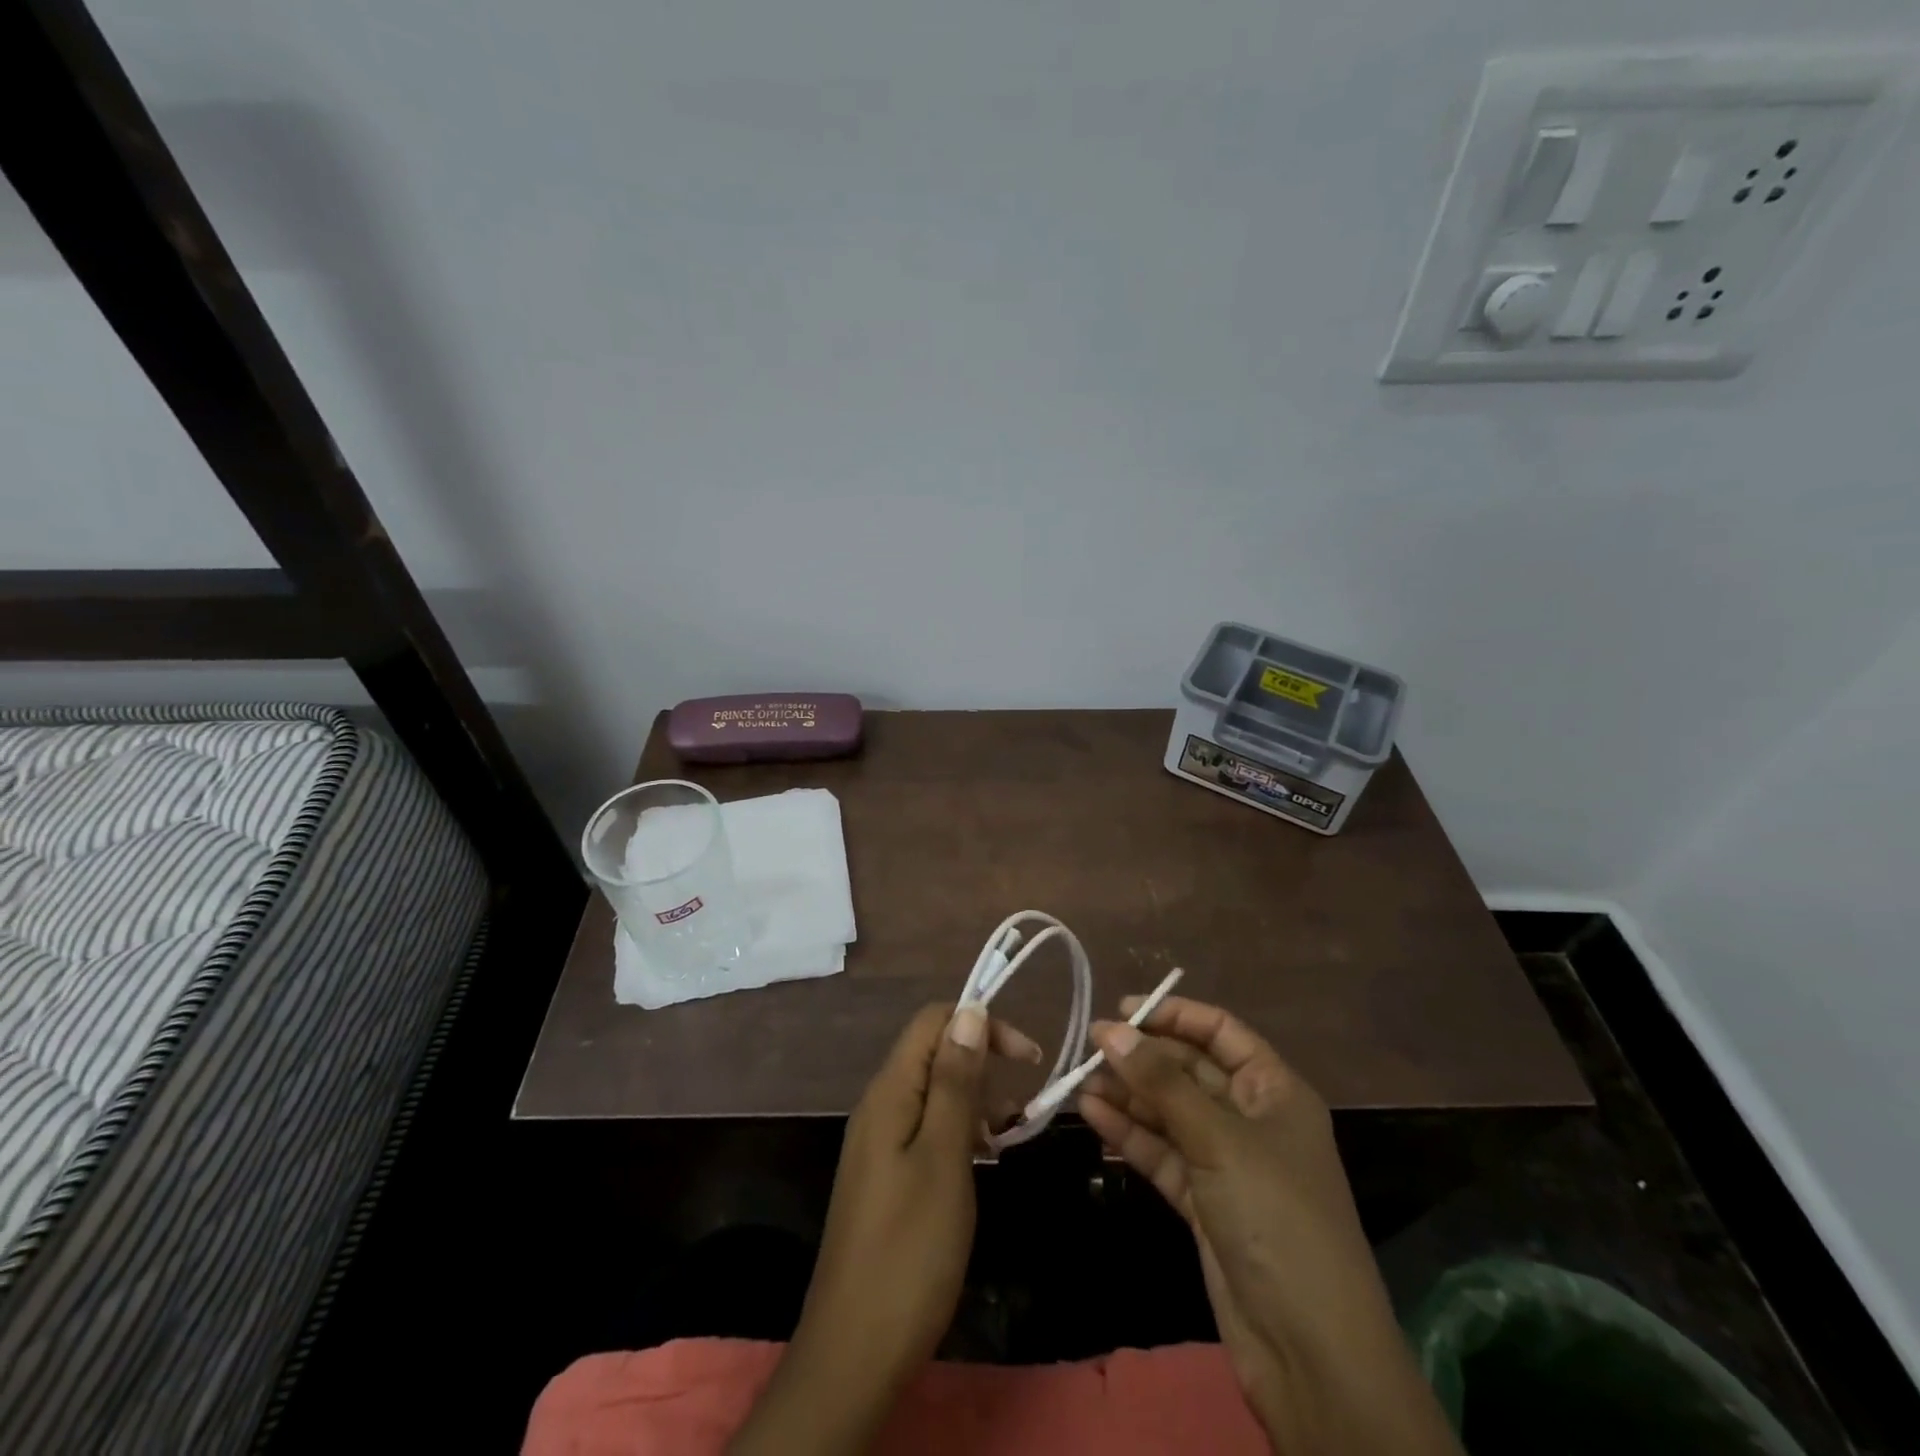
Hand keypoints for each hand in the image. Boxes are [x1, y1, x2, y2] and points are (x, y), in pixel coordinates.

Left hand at [728, 1002, 1039, 1455]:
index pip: (933, 1021)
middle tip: (1022, 1107)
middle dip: (983, 1063)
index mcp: (890, 1091)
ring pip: (935, 1092)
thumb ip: (955, 1082)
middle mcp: (881, 1104)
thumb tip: (969, 1011)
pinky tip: (985, 1158)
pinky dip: (961, 1131)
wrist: (855, 1351)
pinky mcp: (887, 1173)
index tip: (1027, 1058)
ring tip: (1011, 1134)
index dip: (981, 1024)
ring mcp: (881, 1140)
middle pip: (934, 1052)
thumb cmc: (910, 1249)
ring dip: (976, 1100)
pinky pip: (928, 1127)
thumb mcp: (944, 1158)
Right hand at [1079, 996, 1460, 1455]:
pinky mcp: (1203, 1201)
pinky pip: (1161, 1153)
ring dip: (1128, 1096)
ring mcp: (1225, 1162)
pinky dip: (1129, 1135)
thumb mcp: (1218, 1139)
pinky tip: (1092, 1116)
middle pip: (1189, 1071)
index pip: (1220, 1032)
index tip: (1122, 1009)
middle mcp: (1250, 1118)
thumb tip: (1109, 1029)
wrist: (1309, 1350)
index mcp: (1274, 1090)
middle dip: (1142, 1058)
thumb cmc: (1276, 1217)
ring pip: (1169, 1113)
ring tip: (1078, 1082)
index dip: (1174, 1015)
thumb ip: (1160, 1082)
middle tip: (1089, 1047)